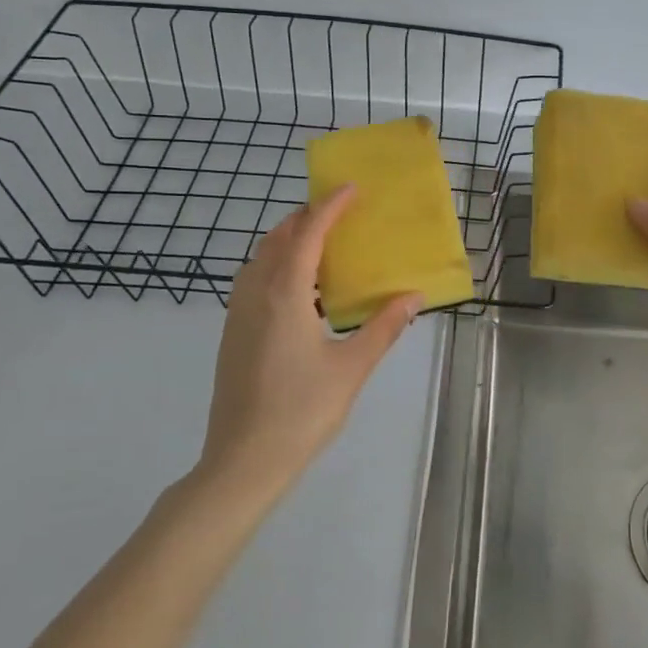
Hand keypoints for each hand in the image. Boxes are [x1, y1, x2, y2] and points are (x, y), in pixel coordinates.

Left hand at [199, 187, 419, 496]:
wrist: (243, 460)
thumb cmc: (302, 410)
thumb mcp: (352, 367)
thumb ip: (384, 327)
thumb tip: (414, 296)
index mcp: (285, 294)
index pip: (308, 233)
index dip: (330, 206)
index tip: (351, 187)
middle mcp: (256, 293)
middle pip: (279, 238)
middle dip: (307, 217)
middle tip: (340, 213)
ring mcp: (239, 314)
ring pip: (261, 259)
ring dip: (290, 241)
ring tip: (324, 246)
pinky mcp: (233, 333)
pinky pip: (255, 281)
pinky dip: (278, 267)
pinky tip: (302, 291)